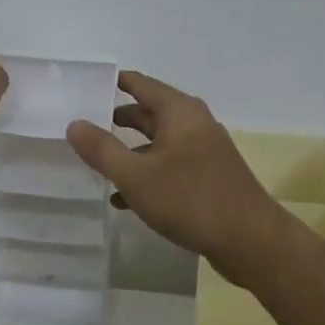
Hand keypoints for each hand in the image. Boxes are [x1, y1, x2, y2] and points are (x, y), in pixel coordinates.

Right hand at [66, 72, 285, 278]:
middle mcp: (194, 124)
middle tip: (83, 126)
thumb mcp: (136, 176)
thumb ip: (102, 149)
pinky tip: (124, 199)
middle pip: (148, 113)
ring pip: (158, 143)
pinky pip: (170, 166)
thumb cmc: (190, 200)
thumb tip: (74, 123)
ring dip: (129, 153)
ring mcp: (204, 151)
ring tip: (96, 165)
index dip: (112, 83)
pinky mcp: (209, 177)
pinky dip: (147, 174)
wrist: (250, 241)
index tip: (85, 86)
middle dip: (116, 120)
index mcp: (180, 112)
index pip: (140, 84)